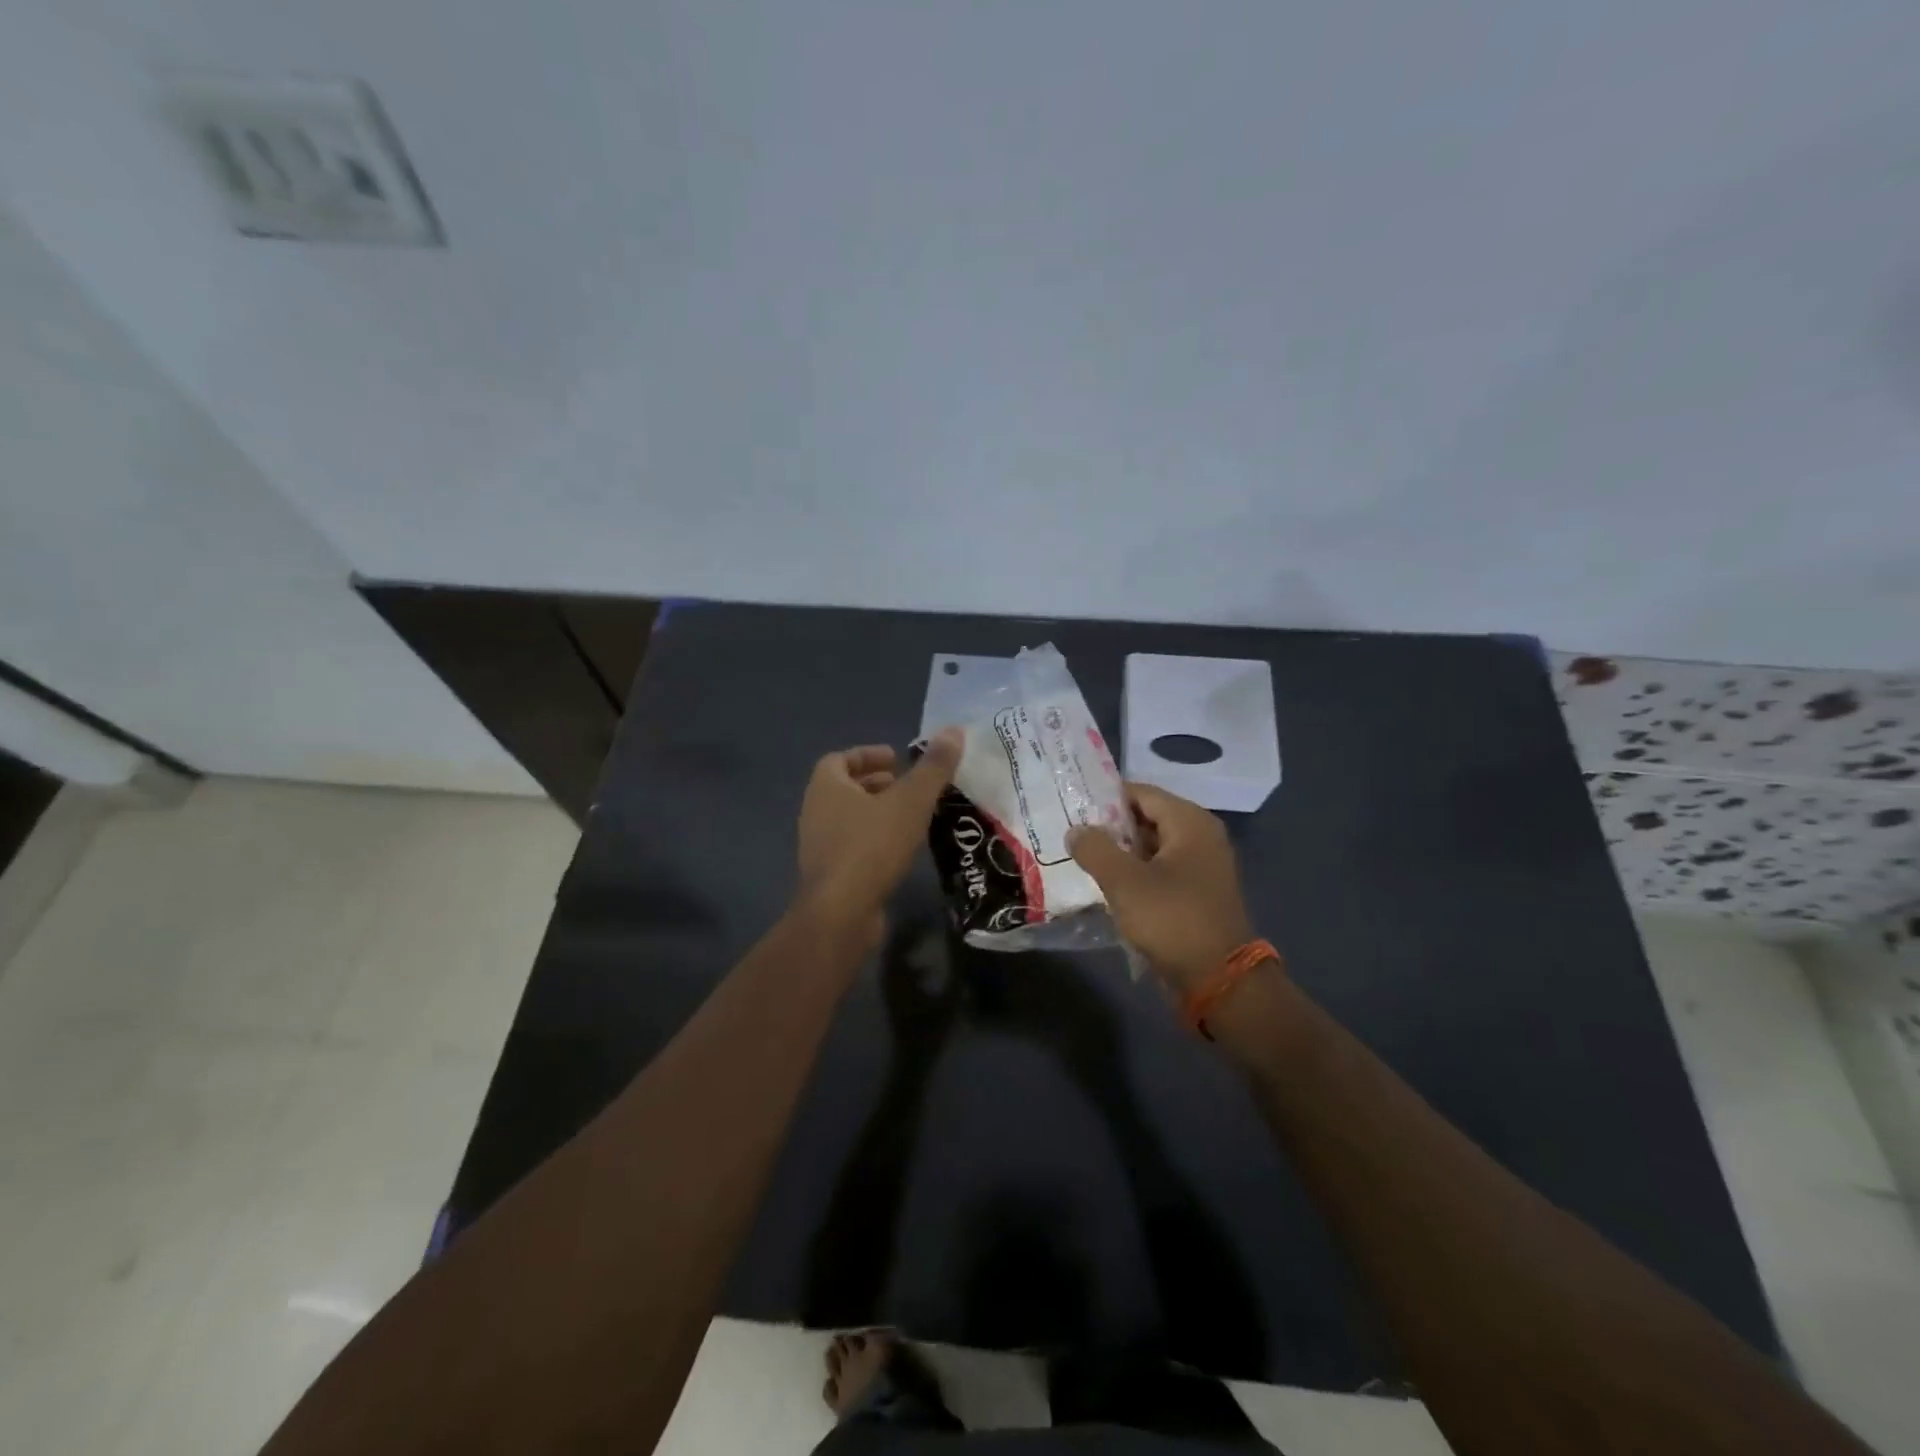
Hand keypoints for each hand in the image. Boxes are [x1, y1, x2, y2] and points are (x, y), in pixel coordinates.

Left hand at [796, 728, 963, 937]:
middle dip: (876, 784)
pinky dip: (875, 840)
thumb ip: (933, 767)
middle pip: (844, 788)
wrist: (841, 913)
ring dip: (877, 813)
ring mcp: (819, 846)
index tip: (897, 759)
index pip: (840, 759)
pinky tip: (902, 850)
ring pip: (849, 818)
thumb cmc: (872, 846)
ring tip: (911, 816)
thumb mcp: (911, 801)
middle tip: (908, 785)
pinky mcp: (830, 876)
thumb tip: (954, 730)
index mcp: (826, 786)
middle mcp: (815, 811)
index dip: (868, 755)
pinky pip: (853, 846)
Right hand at [1067, 783, 1255, 994]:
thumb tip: (1075, 830)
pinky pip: (1159, 871)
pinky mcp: (1196, 894)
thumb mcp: (1125, 882)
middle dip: (1110, 826)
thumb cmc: (1173, 920)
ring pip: (1151, 847)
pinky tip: (1105, 884)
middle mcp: (1201, 837)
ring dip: (1120, 852)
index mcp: (1191, 822)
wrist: (1220, 981)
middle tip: (1070, 831)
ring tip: (1080, 856)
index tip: (1071, 804)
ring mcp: (1201, 867)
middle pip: (1147, 818)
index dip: (1105, 797)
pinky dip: (1134, 874)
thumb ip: (1095, 849)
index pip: (1141, 793)